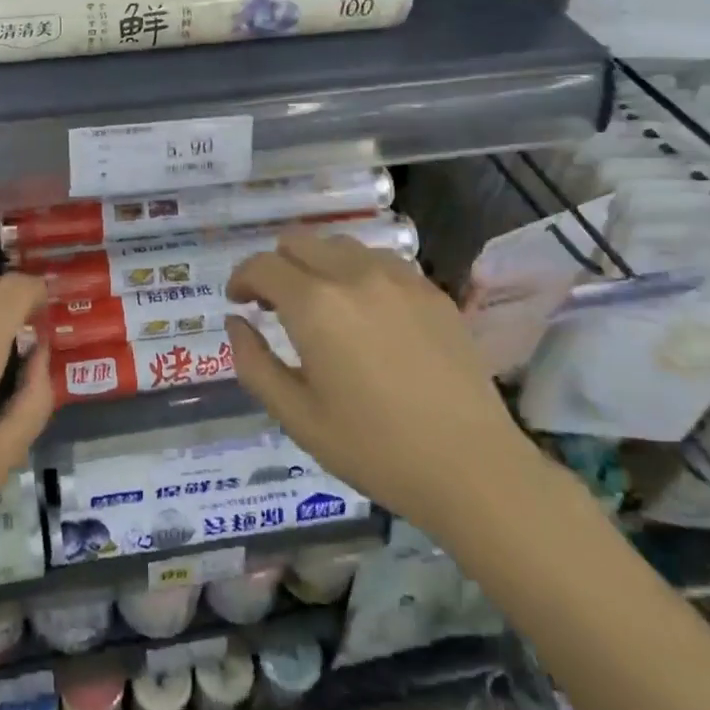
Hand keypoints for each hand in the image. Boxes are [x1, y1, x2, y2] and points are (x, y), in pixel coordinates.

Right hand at [225, 232, 534, 531]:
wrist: (473, 468)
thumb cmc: (374, 449)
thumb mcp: (297, 417)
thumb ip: (254, 363)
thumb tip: (236, 322)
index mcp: (315, 305)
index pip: (262, 265)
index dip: (241, 278)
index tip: (238, 301)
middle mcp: (353, 275)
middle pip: (298, 241)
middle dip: (276, 266)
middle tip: (276, 305)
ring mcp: (398, 277)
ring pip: (339, 245)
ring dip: (317, 265)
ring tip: (322, 305)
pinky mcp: (431, 289)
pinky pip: (380, 260)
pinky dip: (357, 273)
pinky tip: (367, 312)